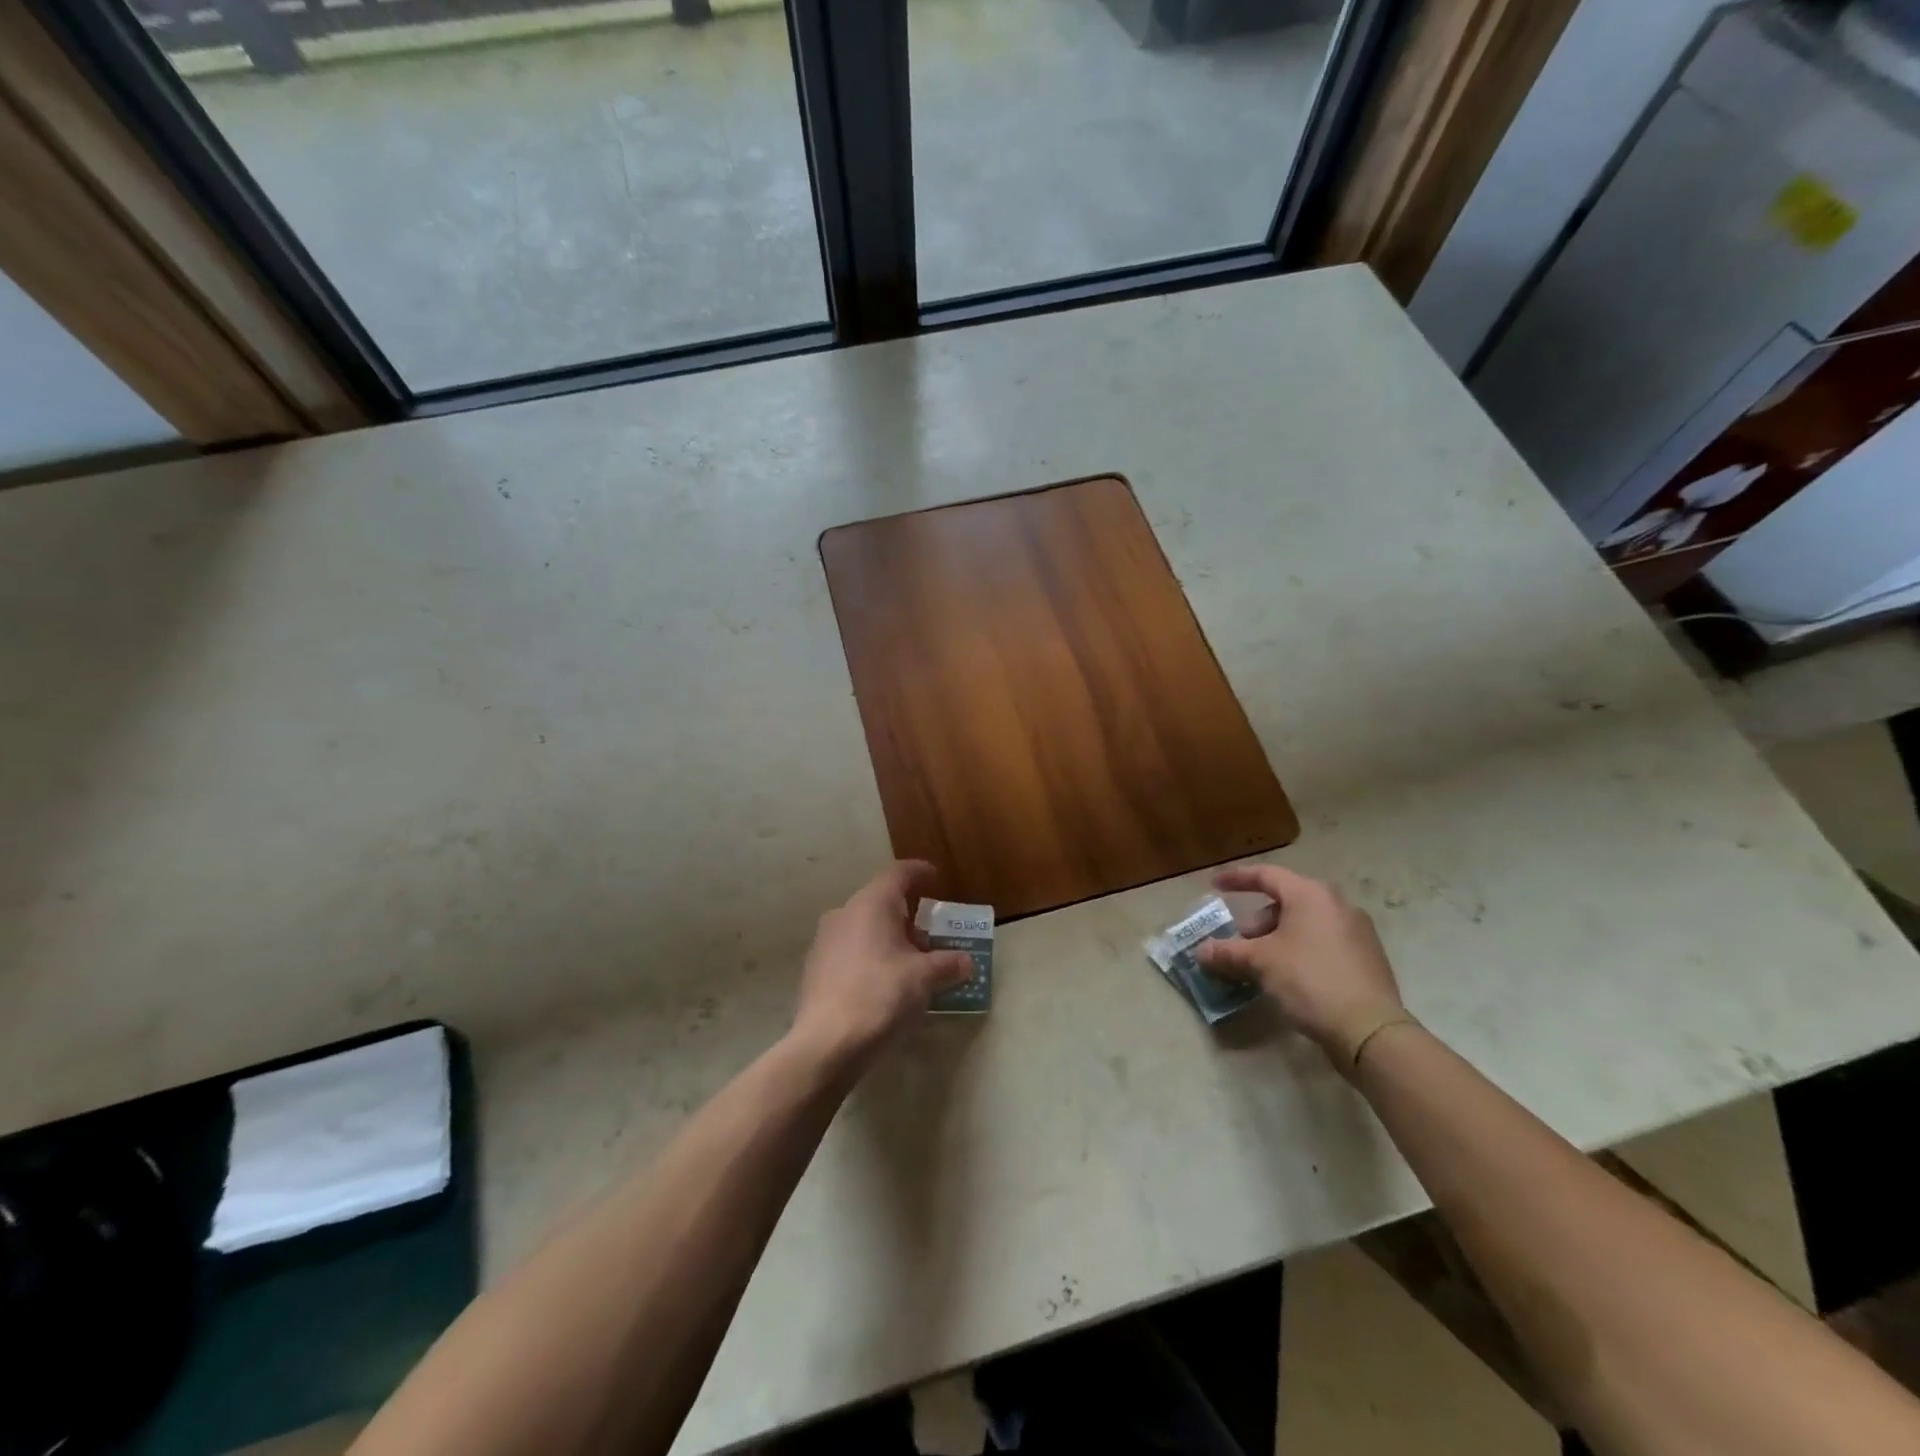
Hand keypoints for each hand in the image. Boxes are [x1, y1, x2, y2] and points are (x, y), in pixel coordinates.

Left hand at [790, 861, 973, 1068]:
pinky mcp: (815, 969)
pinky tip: (883, 982)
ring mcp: (825, 941)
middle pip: (880, 901)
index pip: (898, 873)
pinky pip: (849, 950)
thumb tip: (966, 962)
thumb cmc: (881, 995)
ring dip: (888, 937)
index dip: (919, 872)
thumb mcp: (924, 979)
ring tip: (910, 962)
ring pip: (863, 927)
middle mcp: (844, 913)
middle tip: (930, 934)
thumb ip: (948, 965)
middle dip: (907, 914)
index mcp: (871, 903)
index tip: (935, 877)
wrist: (826, 1043)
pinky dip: (870, 956)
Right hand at [1196, 864, 1405, 1066]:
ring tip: (1262, 963)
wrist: (1370, 1030)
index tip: (1214, 885)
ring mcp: (1357, 931)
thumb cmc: (1310, 980)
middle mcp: (1337, 904)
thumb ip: (1227, 952)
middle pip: (1287, 900)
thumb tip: (1200, 952)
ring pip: (1305, 923)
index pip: (1266, 875)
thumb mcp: (1260, 963)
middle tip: (1240, 941)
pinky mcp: (1367, 957)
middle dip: (1258, 919)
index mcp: (1311, 895)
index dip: (1237, 878)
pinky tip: (1289, 975)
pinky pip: (1323, 942)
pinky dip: (1300, 949)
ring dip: (1277, 936)